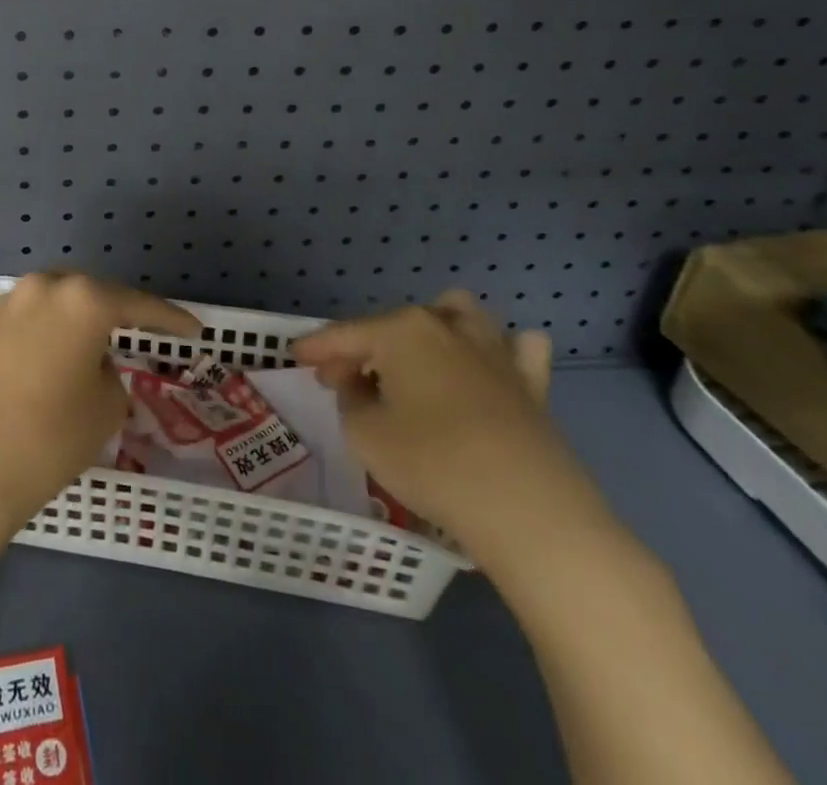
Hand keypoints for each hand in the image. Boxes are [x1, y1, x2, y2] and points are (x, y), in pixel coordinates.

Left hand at [0, 272, 200, 535]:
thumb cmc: (51, 437)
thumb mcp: (106, 408)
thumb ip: (110, 372)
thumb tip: (92, 363)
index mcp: (82, 299)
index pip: (138, 305)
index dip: (170, 319)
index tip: (194, 329)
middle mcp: (43, 287)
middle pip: (91, 294)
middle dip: (116, 312)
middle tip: (139, 333)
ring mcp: (7, 304)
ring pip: (55, 303)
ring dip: (76, 320)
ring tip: (94, 345)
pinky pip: (27, 321)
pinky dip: (46, 333)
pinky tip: (51, 359)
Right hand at [292, 291, 604, 568]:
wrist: (529, 510)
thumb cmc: (432, 463)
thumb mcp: (365, 433)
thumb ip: (351, 400)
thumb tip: (360, 386)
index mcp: (401, 330)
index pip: (345, 334)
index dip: (316, 347)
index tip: (294, 357)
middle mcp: (445, 326)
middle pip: (393, 326)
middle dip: (365, 347)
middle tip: (344, 380)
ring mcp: (494, 351)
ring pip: (457, 315)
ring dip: (431, 329)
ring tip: (415, 361)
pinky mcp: (531, 385)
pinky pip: (516, 350)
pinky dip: (500, 352)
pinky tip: (487, 369)